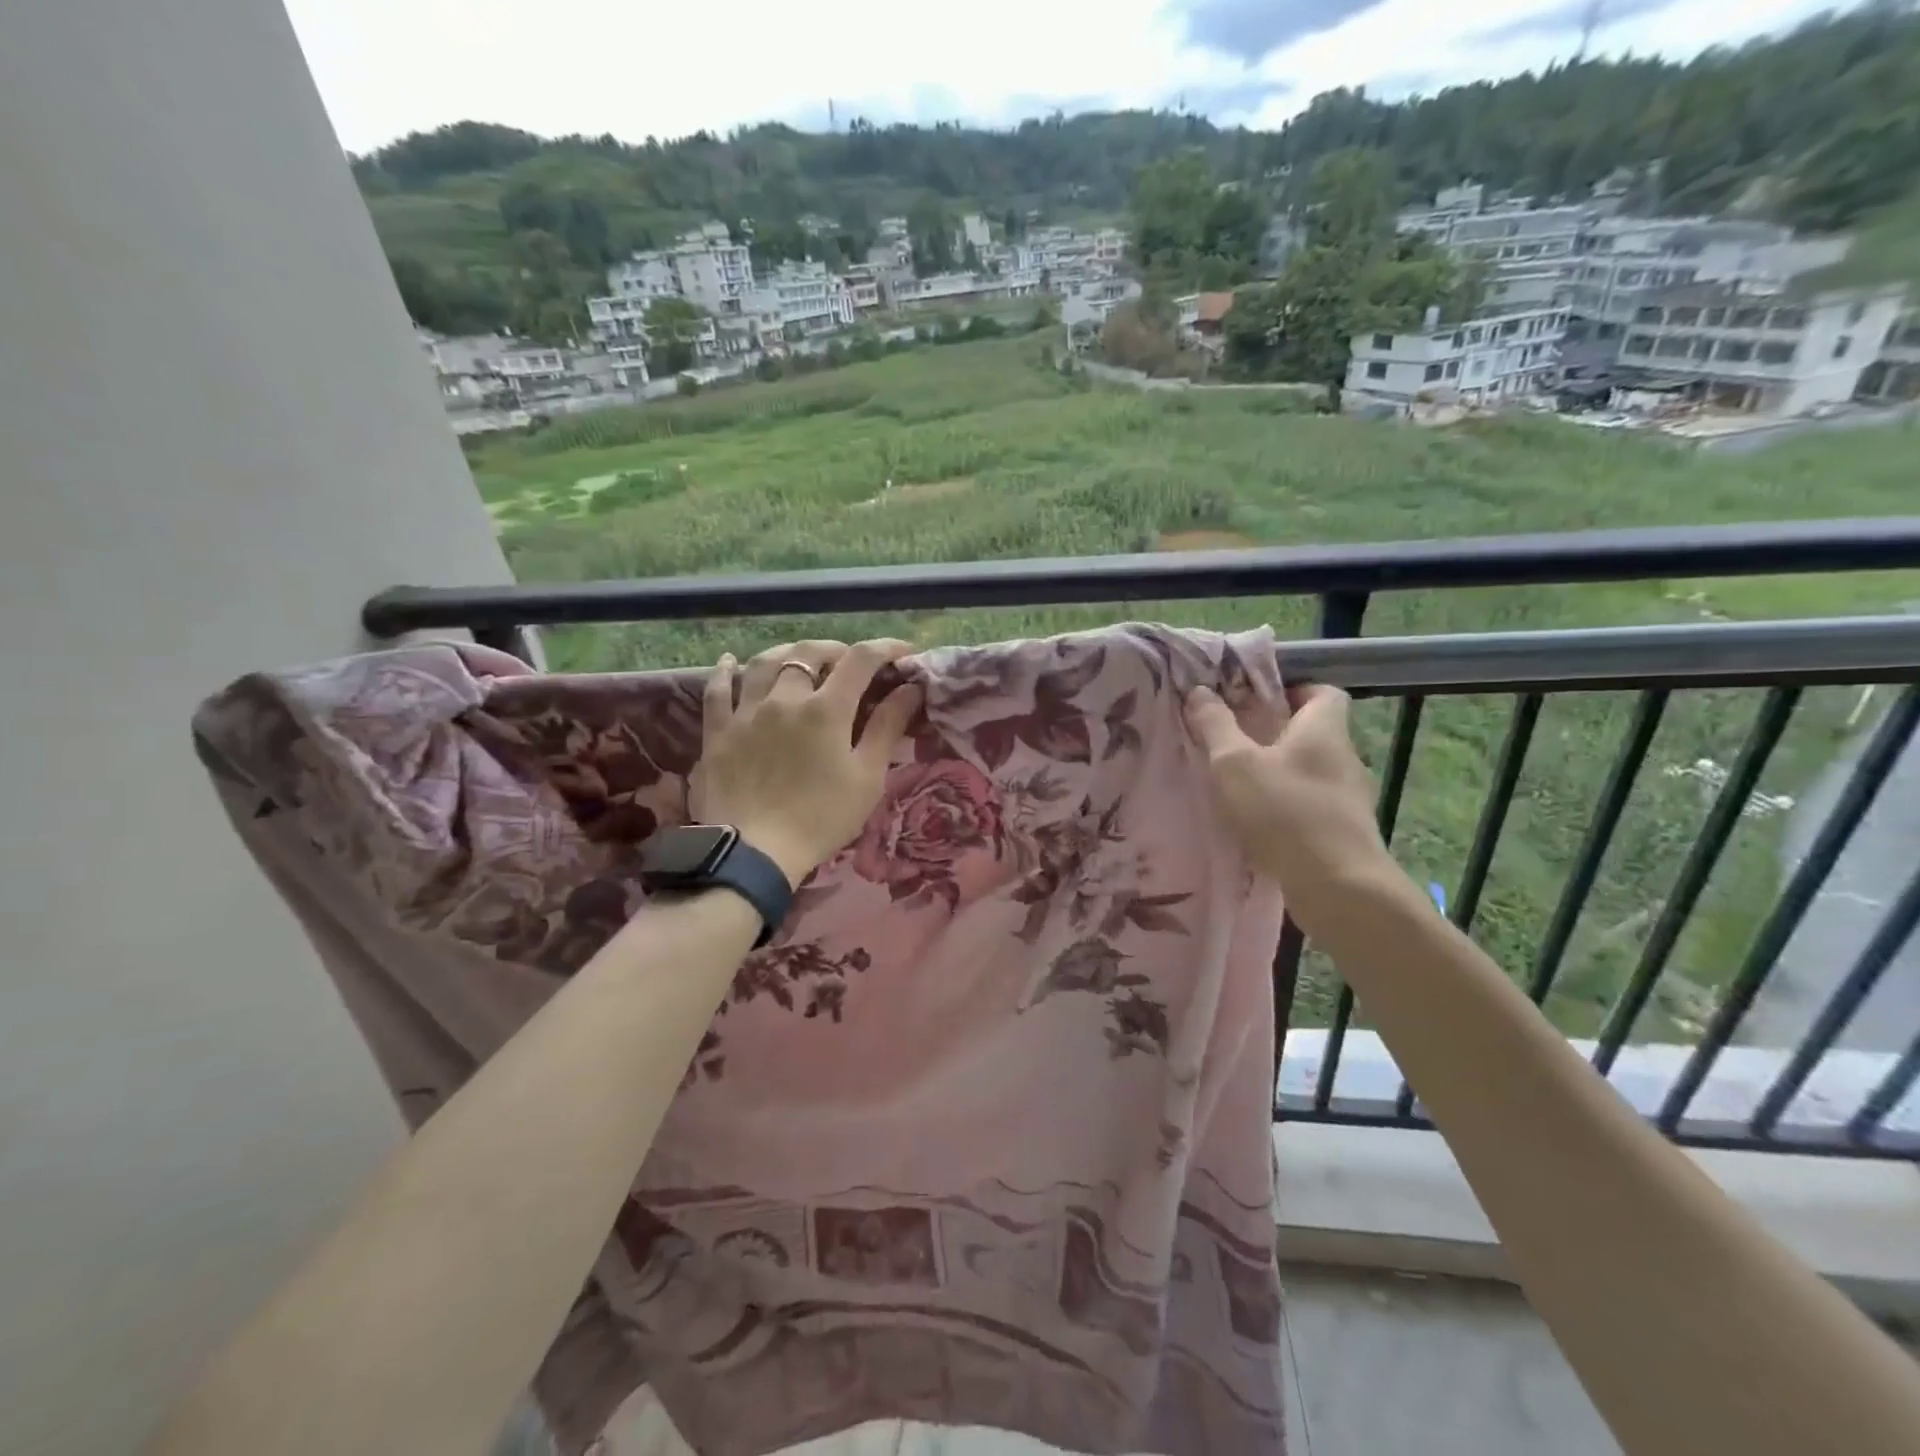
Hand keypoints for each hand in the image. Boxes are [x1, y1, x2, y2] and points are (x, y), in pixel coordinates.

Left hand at [691, 640, 921, 884]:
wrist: (754, 851)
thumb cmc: (821, 818)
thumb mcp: (867, 778)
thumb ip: (887, 728)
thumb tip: (910, 689)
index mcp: (826, 709)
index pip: (861, 660)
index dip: (886, 648)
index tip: (904, 652)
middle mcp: (785, 698)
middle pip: (810, 653)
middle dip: (836, 650)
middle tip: (849, 662)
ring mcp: (746, 711)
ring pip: (764, 662)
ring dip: (788, 653)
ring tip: (800, 658)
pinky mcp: (718, 731)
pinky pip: (718, 690)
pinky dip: (726, 671)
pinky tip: (730, 661)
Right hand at [1184, 682, 1402, 938]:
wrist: (1337, 886)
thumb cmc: (1284, 811)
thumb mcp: (1234, 763)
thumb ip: (1215, 726)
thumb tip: (1200, 691)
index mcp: (1324, 729)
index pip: (1323, 691)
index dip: (1292, 689)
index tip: (1256, 701)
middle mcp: (1344, 757)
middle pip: (1314, 732)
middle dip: (1276, 733)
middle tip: (1235, 741)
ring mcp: (1349, 797)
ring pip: (1311, 770)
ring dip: (1280, 772)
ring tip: (1240, 784)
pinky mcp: (1345, 831)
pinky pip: (1312, 804)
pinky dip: (1288, 805)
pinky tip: (1260, 822)